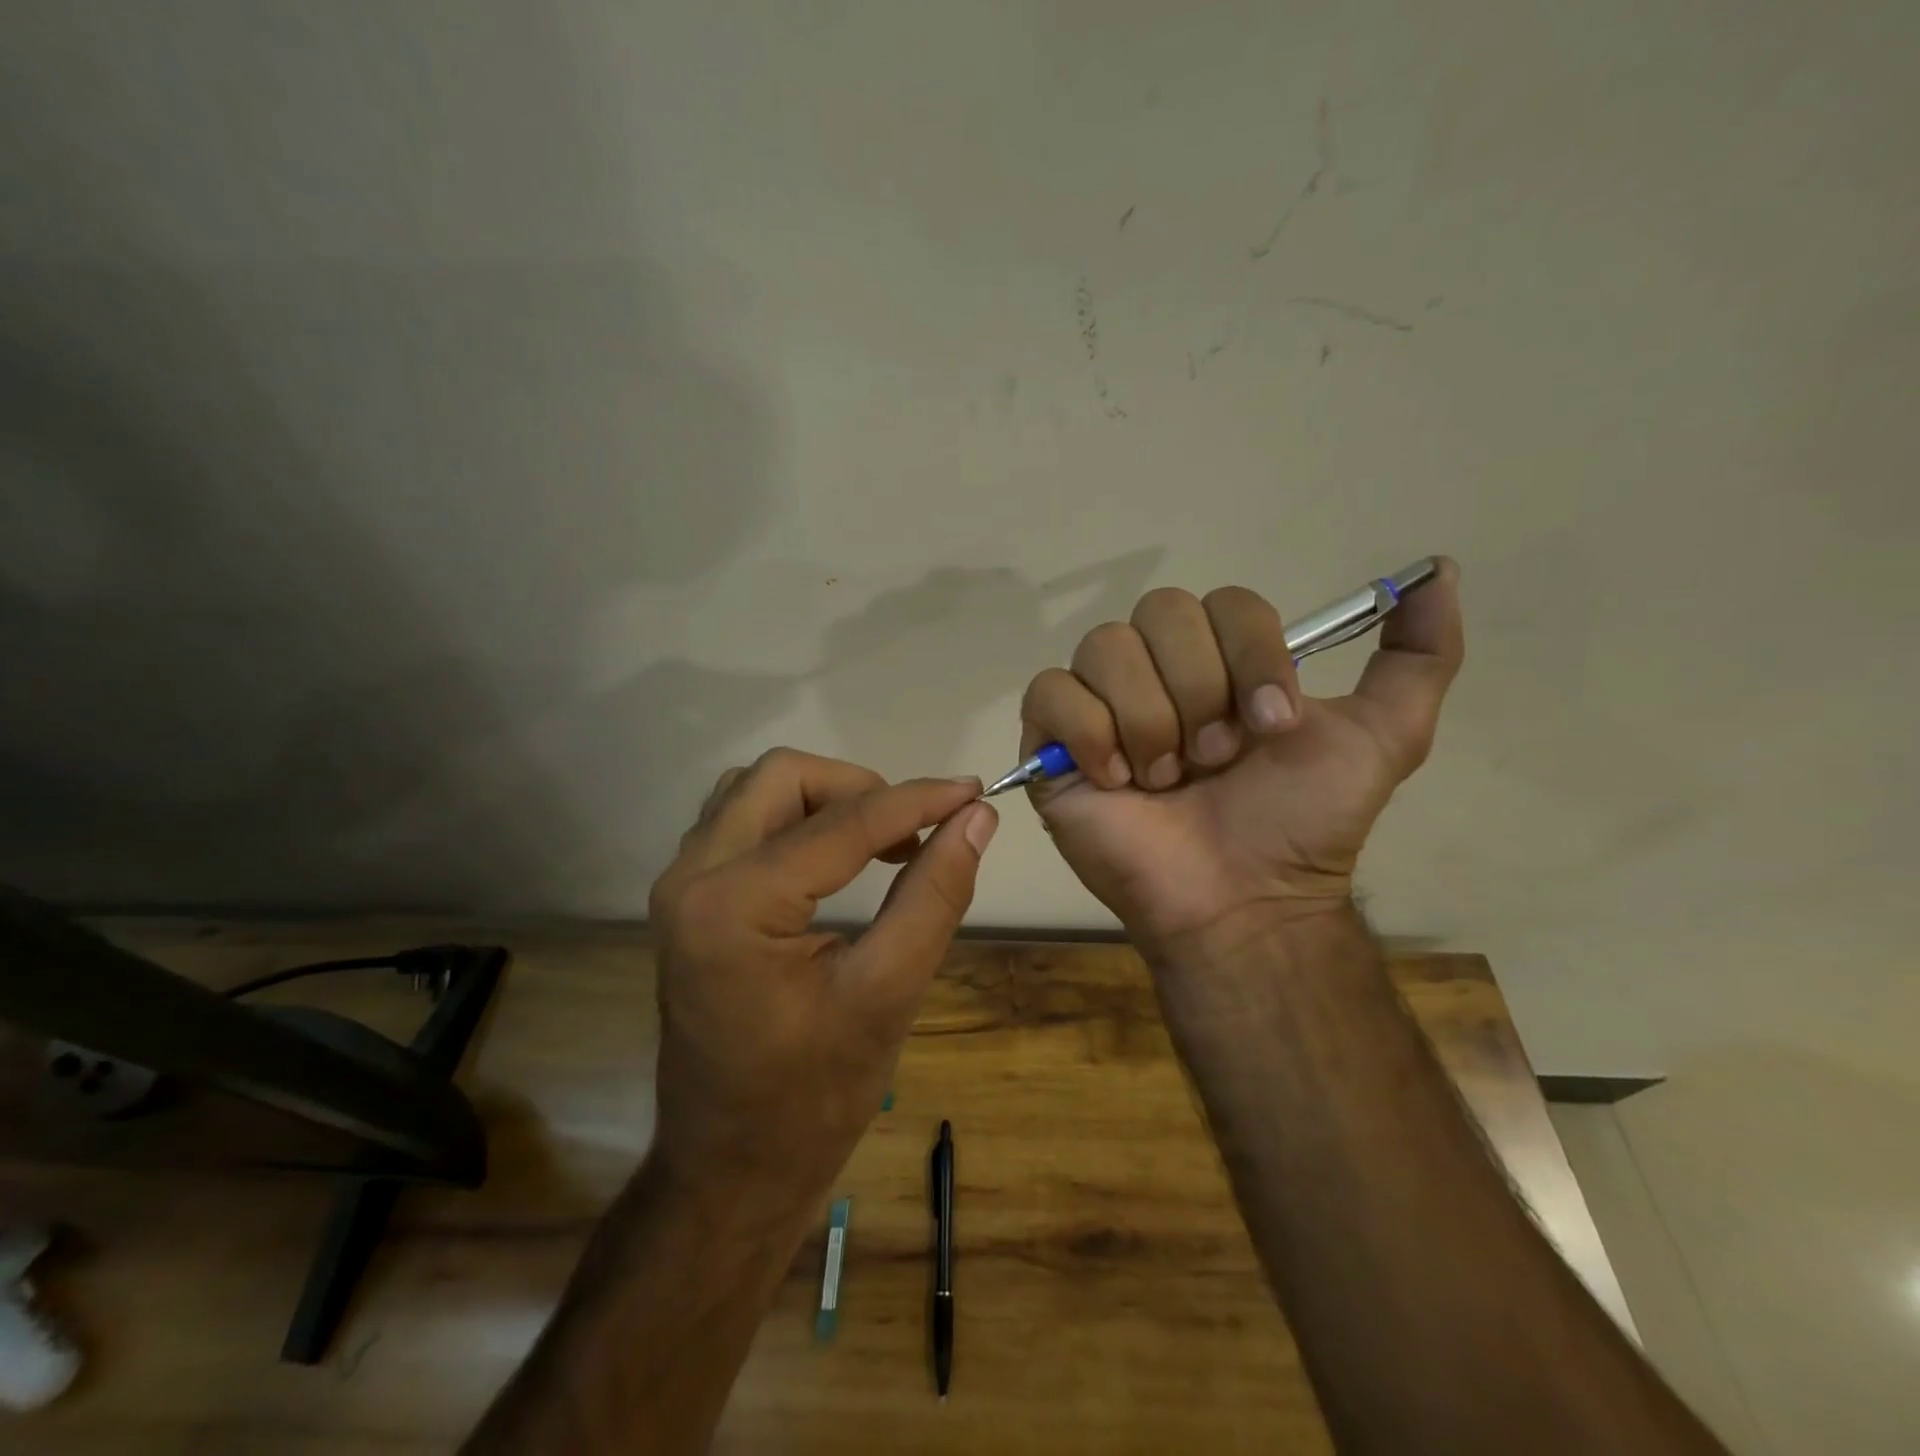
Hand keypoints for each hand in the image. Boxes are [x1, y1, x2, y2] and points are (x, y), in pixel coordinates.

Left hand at [647, 750, 995, 1219]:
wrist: (729, 1172)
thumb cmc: (811, 1100)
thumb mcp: (887, 995)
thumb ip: (934, 894)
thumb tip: (975, 818)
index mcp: (735, 904)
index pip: (842, 823)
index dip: (917, 801)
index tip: (973, 793)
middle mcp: (692, 877)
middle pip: (782, 777)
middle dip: (859, 789)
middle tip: (915, 831)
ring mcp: (681, 887)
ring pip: (758, 792)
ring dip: (826, 800)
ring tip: (883, 843)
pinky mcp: (688, 901)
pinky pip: (742, 822)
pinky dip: (798, 821)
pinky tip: (838, 859)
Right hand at [1020, 560, 1462, 954]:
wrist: (1240, 901)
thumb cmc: (1300, 823)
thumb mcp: (1382, 738)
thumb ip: (1419, 657)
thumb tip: (1438, 569)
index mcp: (1221, 660)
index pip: (1225, 603)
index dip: (1251, 656)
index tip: (1272, 728)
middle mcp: (1157, 669)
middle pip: (1160, 612)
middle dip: (1198, 690)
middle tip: (1213, 760)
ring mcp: (1099, 702)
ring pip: (1105, 648)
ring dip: (1149, 721)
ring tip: (1163, 781)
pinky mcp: (1049, 740)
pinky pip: (1051, 693)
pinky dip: (1089, 734)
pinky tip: (1114, 780)